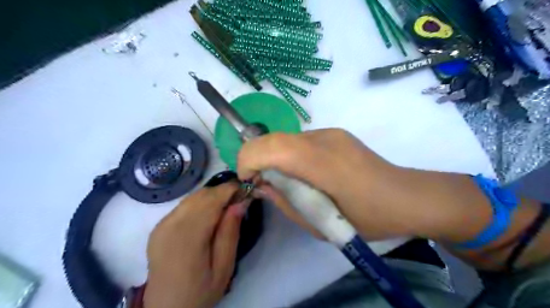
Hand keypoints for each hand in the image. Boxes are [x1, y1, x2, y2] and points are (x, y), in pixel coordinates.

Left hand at [142, 182, 245, 307]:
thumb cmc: (200, 292)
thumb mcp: (224, 267)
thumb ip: (230, 233)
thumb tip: (240, 202)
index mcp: (188, 239)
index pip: (211, 200)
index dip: (230, 190)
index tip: (246, 189)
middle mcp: (171, 226)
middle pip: (201, 195)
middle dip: (223, 191)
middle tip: (240, 199)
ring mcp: (161, 225)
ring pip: (192, 197)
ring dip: (212, 196)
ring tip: (227, 206)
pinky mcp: (158, 226)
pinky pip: (184, 205)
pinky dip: (200, 202)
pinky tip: (210, 213)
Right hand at [237, 128, 406, 239]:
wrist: (406, 197)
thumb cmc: (367, 218)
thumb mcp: (318, 223)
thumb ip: (285, 202)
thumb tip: (262, 186)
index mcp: (321, 163)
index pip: (270, 146)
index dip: (249, 160)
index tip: (249, 181)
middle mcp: (323, 138)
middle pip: (273, 138)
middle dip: (257, 158)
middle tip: (264, 183)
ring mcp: (330, 132)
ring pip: (285, 138)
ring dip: (275, 157)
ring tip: (288, 181)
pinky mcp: (335, 133)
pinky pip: (300, 141)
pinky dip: (290, 154)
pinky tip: (307, 173)